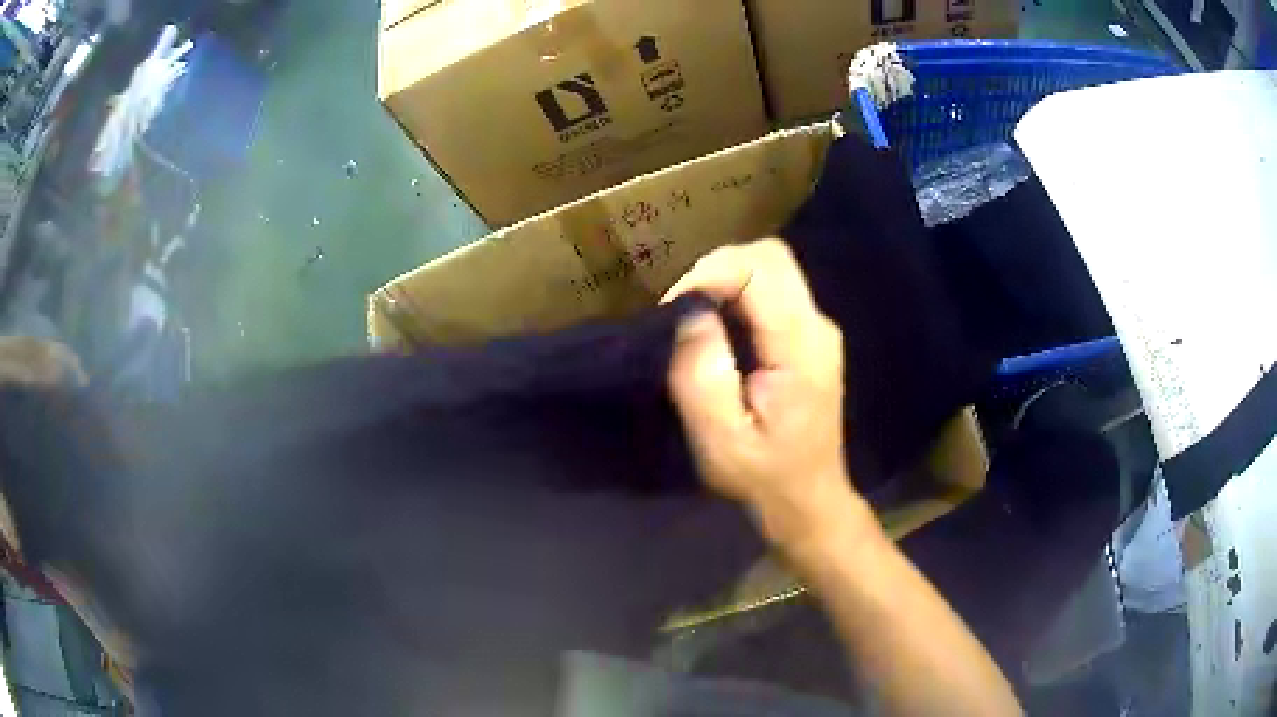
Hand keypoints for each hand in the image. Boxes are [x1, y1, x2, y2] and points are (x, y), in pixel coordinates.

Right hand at [664, 240, 870, 554]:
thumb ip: (702, 372)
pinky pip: (773, 291)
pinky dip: (738, 293)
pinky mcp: (810, 337)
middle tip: (682, 306)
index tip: (673, 308)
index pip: (760, 269)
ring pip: (772, 268)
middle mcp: (817, 326)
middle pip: (771, 257)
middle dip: (718, 267)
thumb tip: (690, 312)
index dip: (709, 273)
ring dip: (727, 279)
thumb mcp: (719, 438)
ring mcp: (818, 329)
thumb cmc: (762, 476)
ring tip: (693, 315)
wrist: (808, 499)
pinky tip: (718, 326)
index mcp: (800, 347)